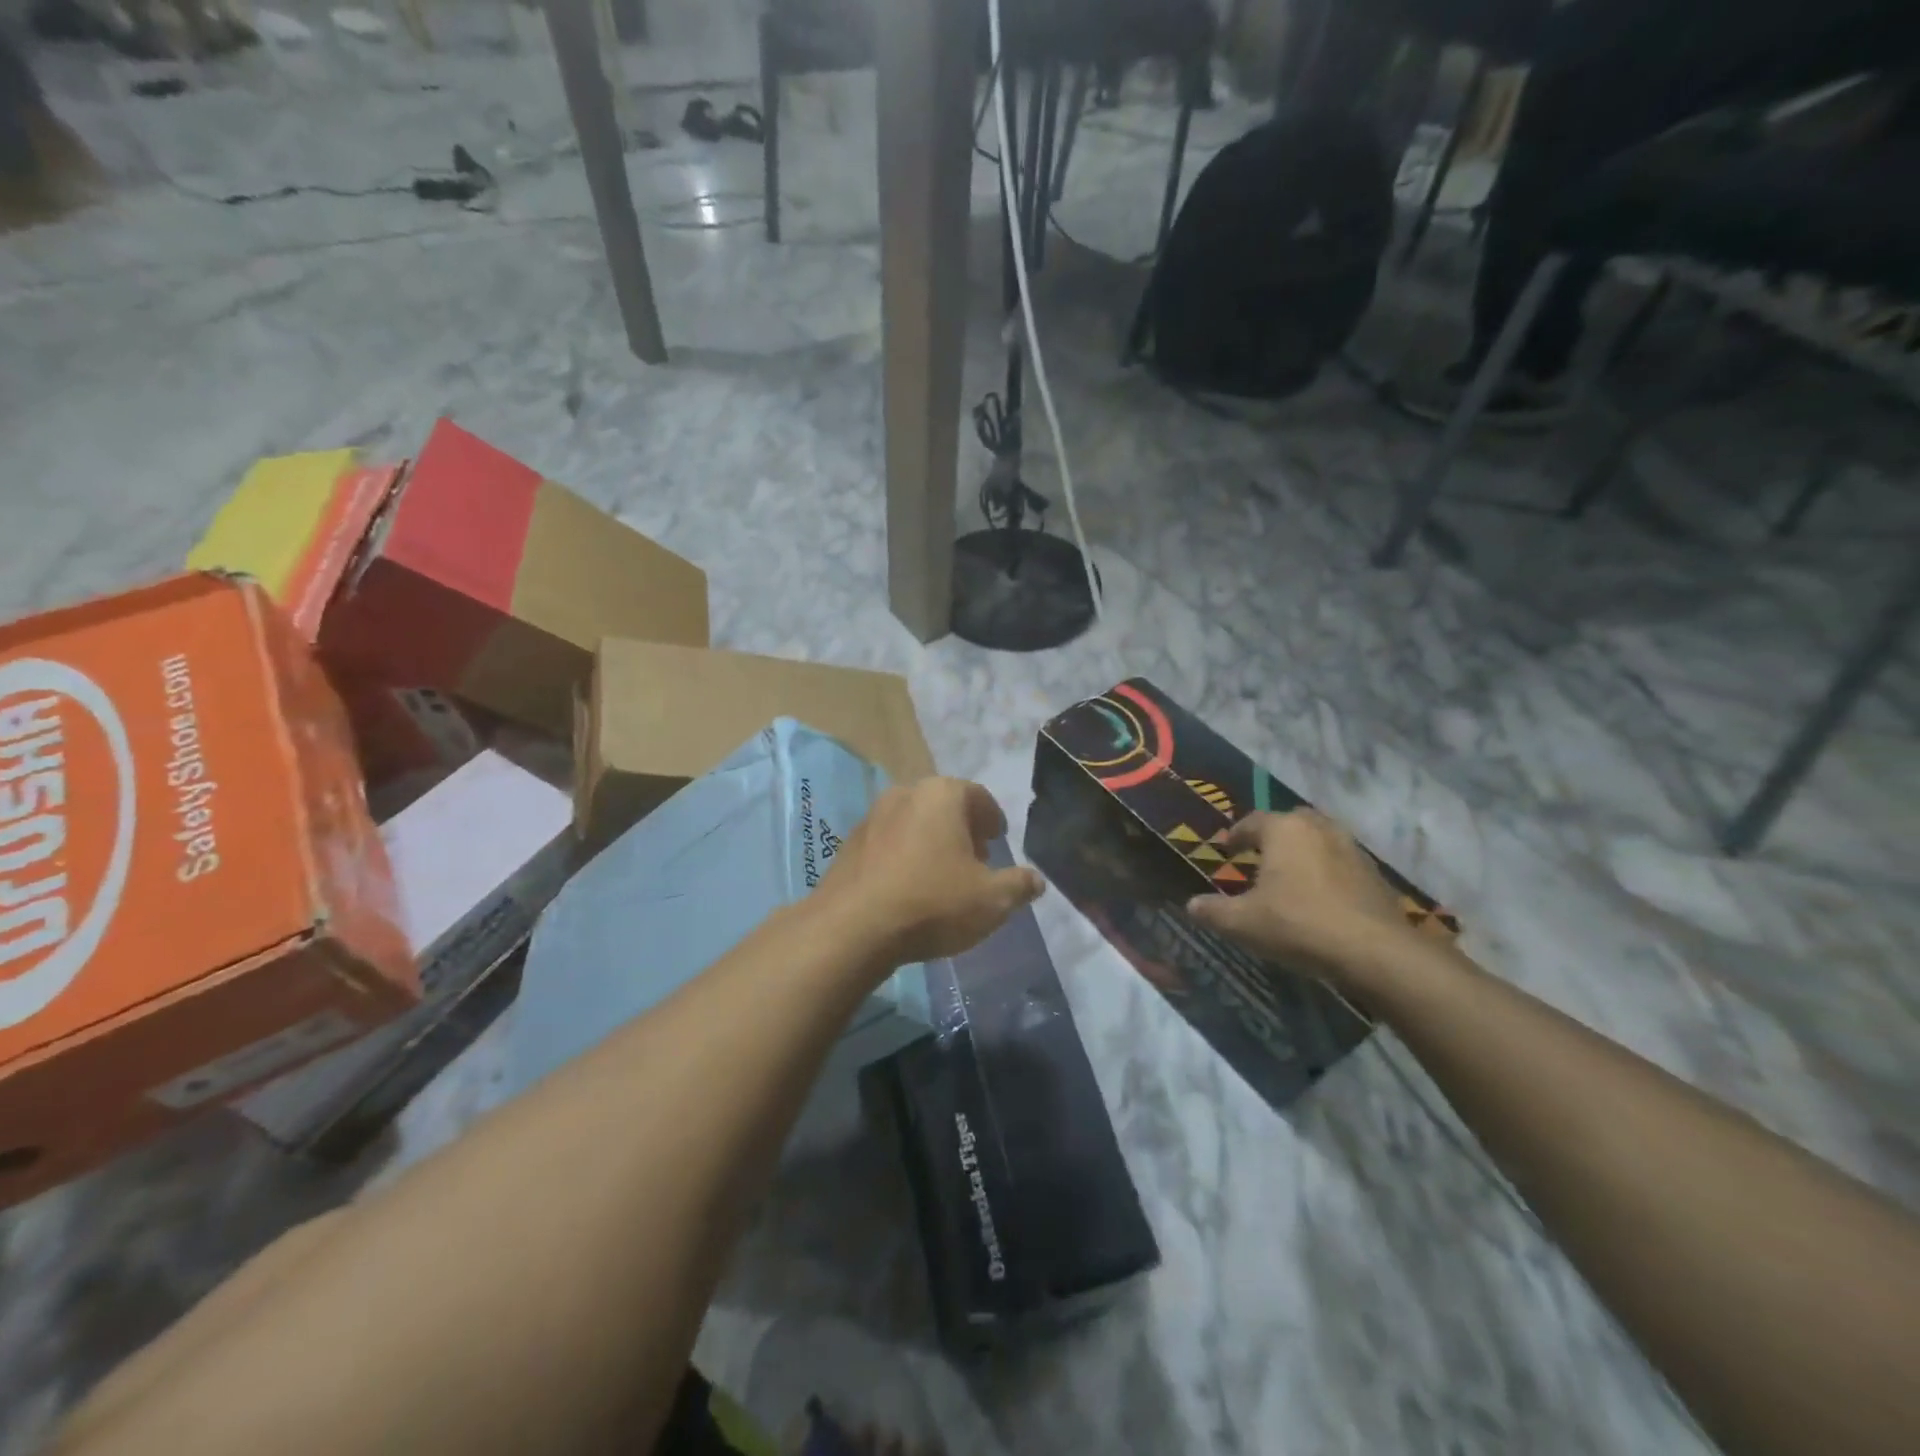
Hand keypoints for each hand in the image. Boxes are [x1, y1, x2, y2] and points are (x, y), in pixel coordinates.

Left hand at [817, 777, 1044, 967]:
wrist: (852, 927)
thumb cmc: (932, 902)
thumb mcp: (992, 900)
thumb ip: (1019, 885)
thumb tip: (1036, 880)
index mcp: (942, 795)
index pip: (977, 796)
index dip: (992, 818)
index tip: (998, 838)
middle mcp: (905, 793)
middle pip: (943, 806)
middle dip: (962, 829)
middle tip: (976, 857)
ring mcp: (872, 817)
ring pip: (913, 822)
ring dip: (932, 841)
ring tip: (943, 874)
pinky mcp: (849, 843)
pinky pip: (888, 842)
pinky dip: (904, 855)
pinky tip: (909, 886)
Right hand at [1184, 809, 1423, 997]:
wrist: (1373, 951)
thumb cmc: (1298, 924)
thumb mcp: (1243, 923)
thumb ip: (1213, 911)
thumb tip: (1191, 905)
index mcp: (1284, 830)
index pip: (1252, 821)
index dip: (1237, 835)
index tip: (1228, 849)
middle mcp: (1319, 828)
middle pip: (1292, 822)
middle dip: (1275, 835)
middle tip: (1261, 856)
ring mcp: (1352, 849)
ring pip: (1321, 840)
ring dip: (1305, 852)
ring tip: (1291, 876)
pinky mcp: (1375, 874)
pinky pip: (1342, 863)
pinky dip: (1328, 872)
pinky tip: (1321, 898)